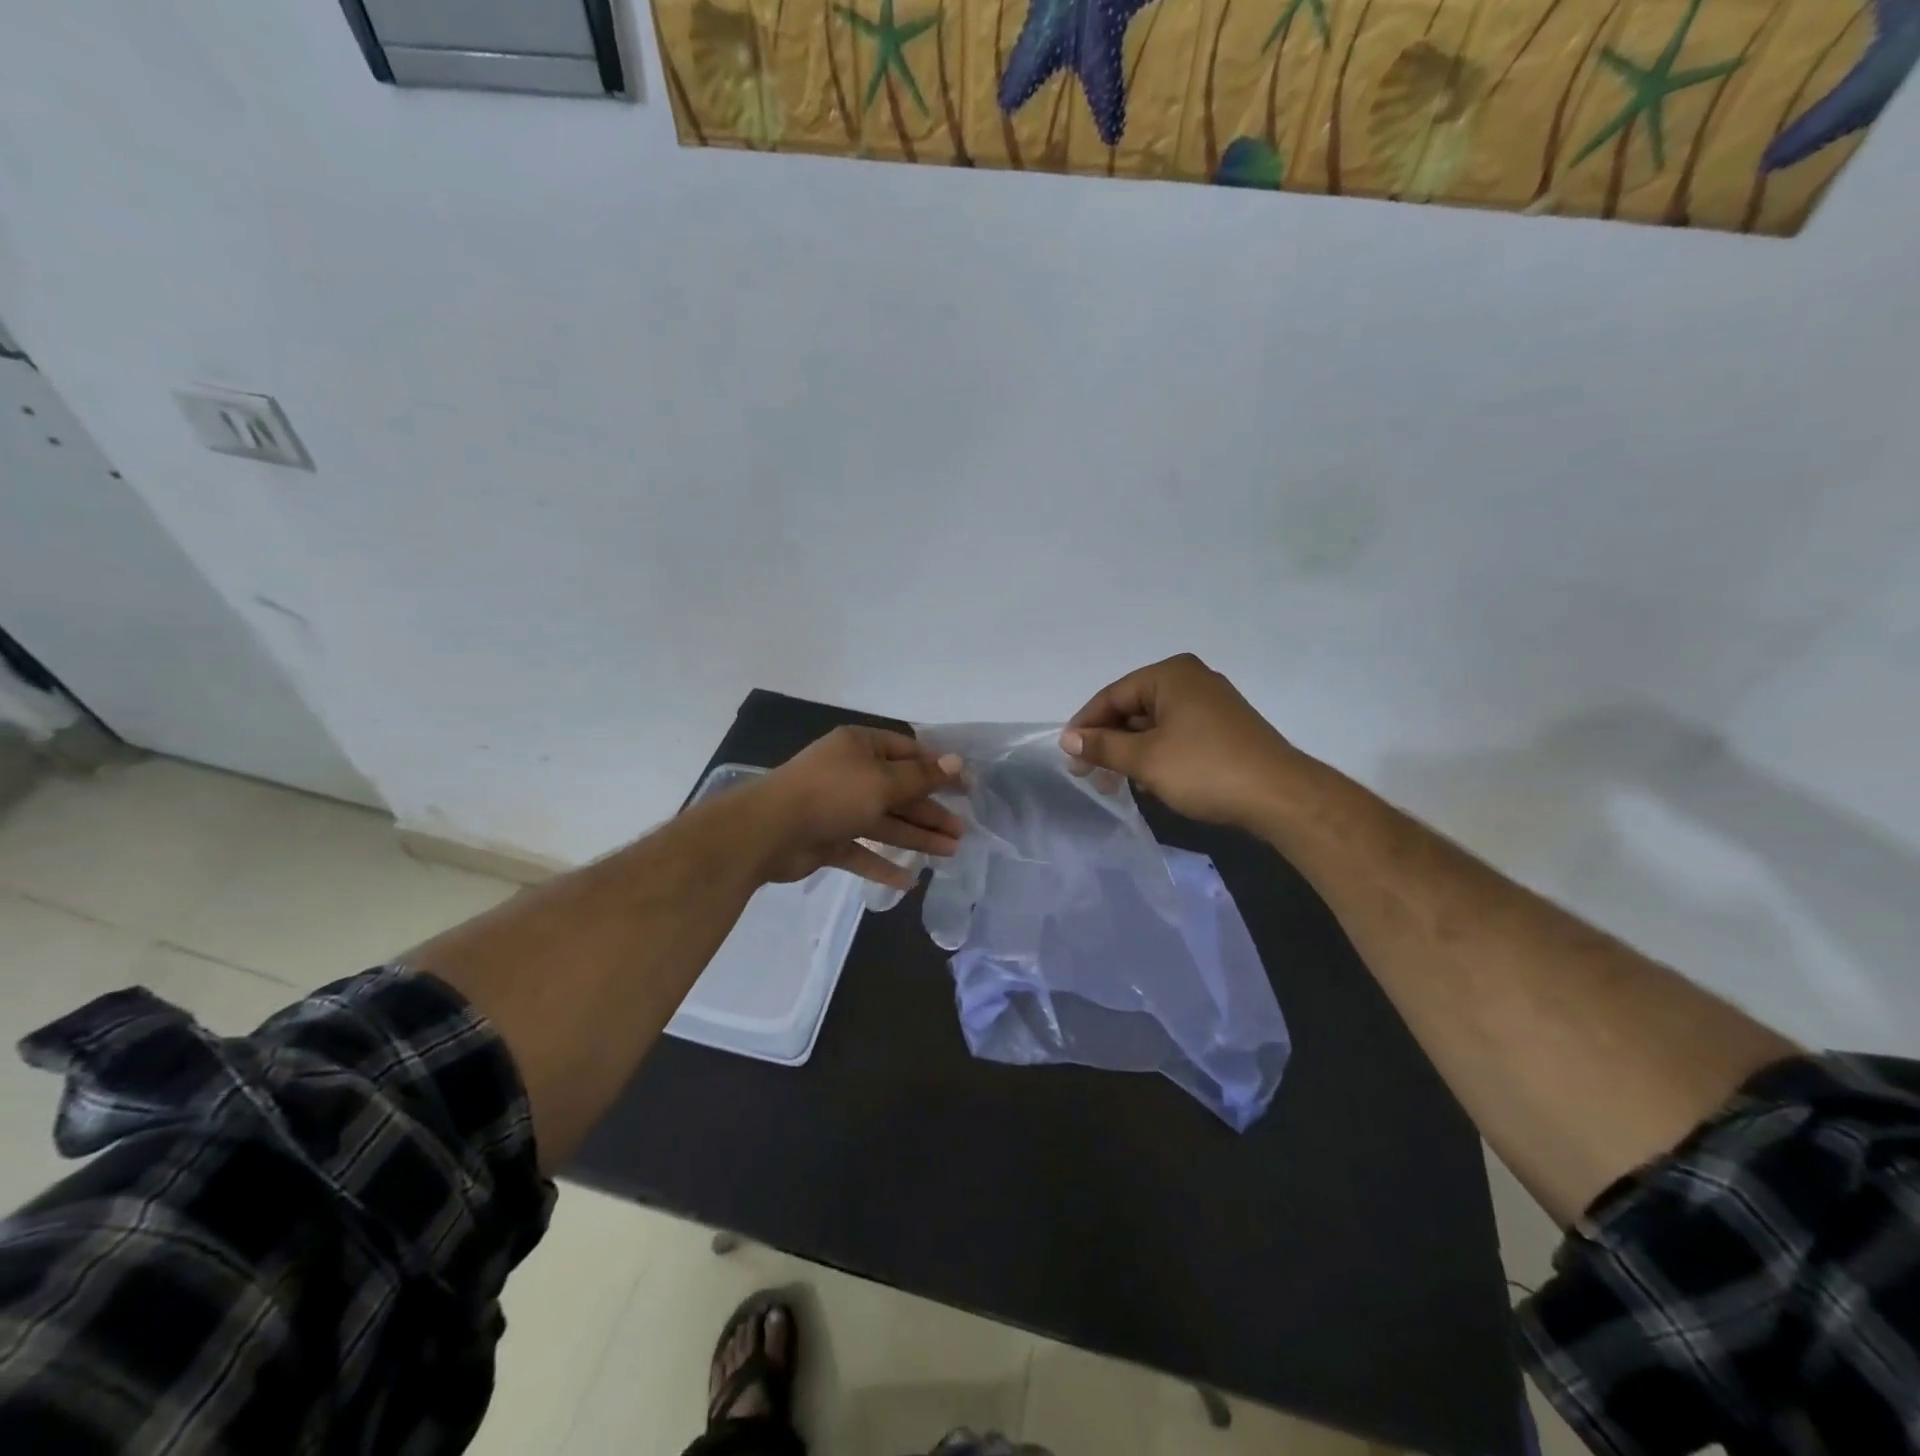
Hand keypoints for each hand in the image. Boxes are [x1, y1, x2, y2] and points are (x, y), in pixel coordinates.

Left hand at [748, 726, 964, 889]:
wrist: (767, 831)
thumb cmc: (831, 794)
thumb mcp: (883, 781)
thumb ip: (921, 777)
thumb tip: (957, 763)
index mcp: (861, 747)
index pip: (908, 752)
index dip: (937, 769)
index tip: (966, 788)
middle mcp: (851, 773)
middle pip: (899, 791)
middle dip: (931, 811)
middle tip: (962, 830)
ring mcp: (838, 808)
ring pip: (884, 822)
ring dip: (916, 836)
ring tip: (950, 852)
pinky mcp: (827, 840)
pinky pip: (861, 850)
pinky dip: (882, 864)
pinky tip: (908, 880)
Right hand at [1059, 654, 1300, 830]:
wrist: (1279, 797)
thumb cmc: (1204, 769)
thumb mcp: (1145, 759)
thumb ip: (1103, 746)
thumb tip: (1068, 738)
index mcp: (1170, 675)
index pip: (1113, 695)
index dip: (1086, 725)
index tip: (1068, 754)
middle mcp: (1191, 680)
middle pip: (1133, 708)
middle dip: (1108, 742)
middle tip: (1087, 774)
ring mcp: (1211, 704)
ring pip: (1154, 725)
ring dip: (1131, 753)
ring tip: (1114, 784)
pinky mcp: (1224, 729)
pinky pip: (1177, 735)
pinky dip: (1157, 755)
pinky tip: (1148, 781)